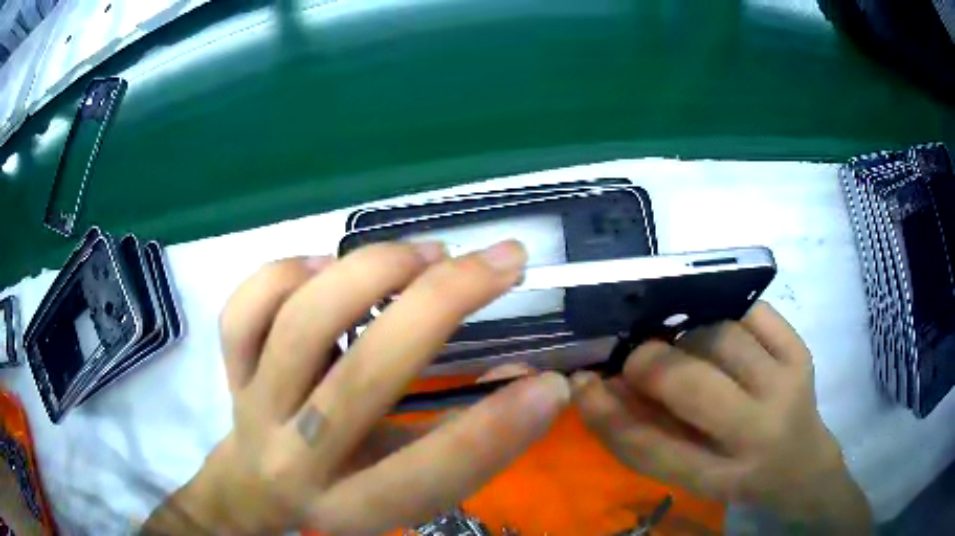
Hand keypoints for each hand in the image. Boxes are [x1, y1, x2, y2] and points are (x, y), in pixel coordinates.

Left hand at [144, 240, 569, 534]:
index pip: (427, 472)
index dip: (496, 431)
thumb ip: (457, 442)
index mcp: (350, 504)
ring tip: (427, 253)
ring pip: (300, 325)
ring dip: (373, 272)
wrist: (253, 489)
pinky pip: (244, 311)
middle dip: (443, 305)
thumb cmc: (340, 494)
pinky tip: (325, 266)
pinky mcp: (229, 370)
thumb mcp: (400, 488)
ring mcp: (252, 406)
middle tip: (503, 259)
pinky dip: (285, 274)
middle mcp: (296, 458)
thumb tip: (525, 376)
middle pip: (364, 377)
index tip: (553, 383)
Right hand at [571, 302, 870, 530]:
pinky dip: (725, 313)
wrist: (802, 464)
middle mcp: (757, 434)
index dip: (607, 413)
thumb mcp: (691, 475)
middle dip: (650, 362)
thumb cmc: (739, 475)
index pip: (650, 446)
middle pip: (692, 384)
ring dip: (689, 337)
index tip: (582, 382)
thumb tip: (603, 386)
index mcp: (719, 478)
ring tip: (686, 348)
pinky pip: (752, 312)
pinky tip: (720, 330)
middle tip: (636, 358)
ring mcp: (787, 387)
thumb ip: (648, 436)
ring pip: (720, 336)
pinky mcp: (802, 353)